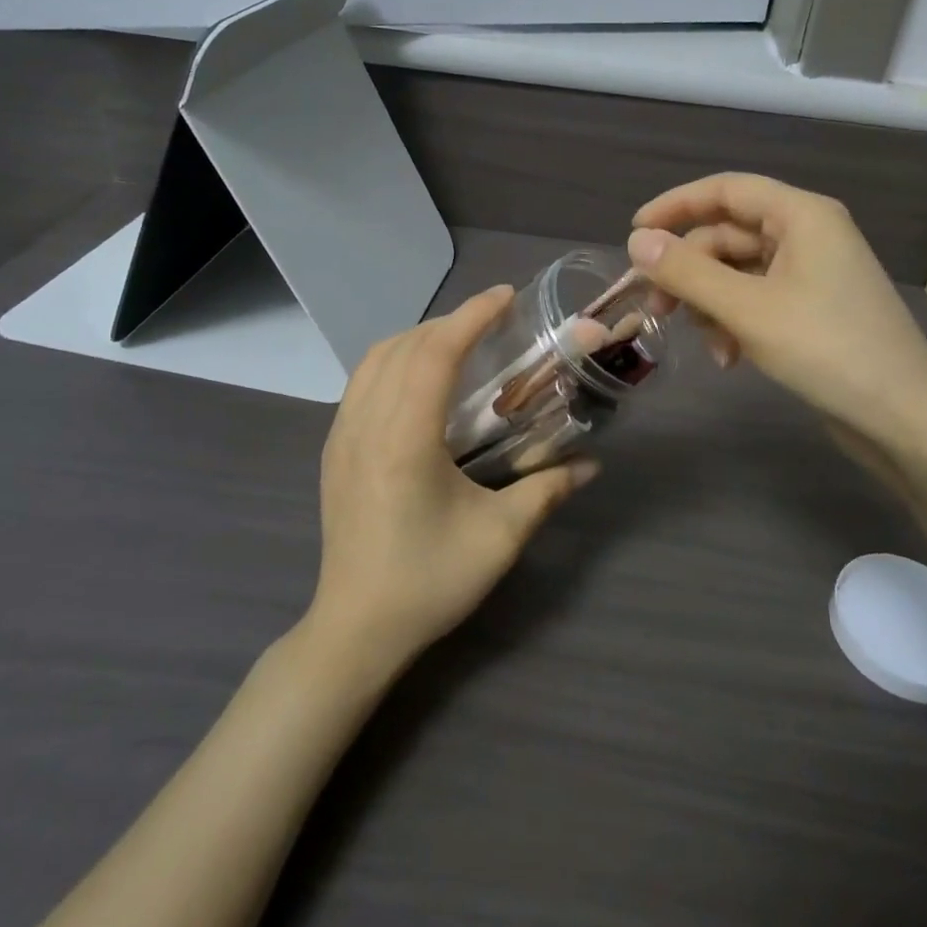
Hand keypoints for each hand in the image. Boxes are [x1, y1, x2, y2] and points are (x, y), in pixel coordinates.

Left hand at [308, 286, 595, 671]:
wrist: (355, 629)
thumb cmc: (429, 582)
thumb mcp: (500, 537)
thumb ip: (547, 491)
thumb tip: (592, 465)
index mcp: (405, 440)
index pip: (435, 354)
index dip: (472, 316)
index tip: (506, 297)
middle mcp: (366, 425)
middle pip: (405, 346)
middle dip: (451, 321)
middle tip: (494, 320)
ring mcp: (342, 435)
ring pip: (375, 358)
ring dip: (419, 336)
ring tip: (460, 340)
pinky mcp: (334, 449)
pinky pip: (362, 380)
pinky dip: (394, 358)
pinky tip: (420, 377)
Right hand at [627, 174, 926, 457]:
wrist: (904, 420)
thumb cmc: (827, 349)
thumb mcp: (747, 309)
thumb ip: (688, 273)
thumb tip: (636, 241)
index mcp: (801, 215)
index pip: (726, 189)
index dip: (676, 205)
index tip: (634, 233)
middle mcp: (808, 234)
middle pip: (728, 235)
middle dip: (690, 271)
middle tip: (654, 306)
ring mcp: (812, 273)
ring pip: (738, 272)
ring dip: (711, 304)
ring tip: (707, 344)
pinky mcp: (812, 309)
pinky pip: (757, 300)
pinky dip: (735, 322)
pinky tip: (729, 358)